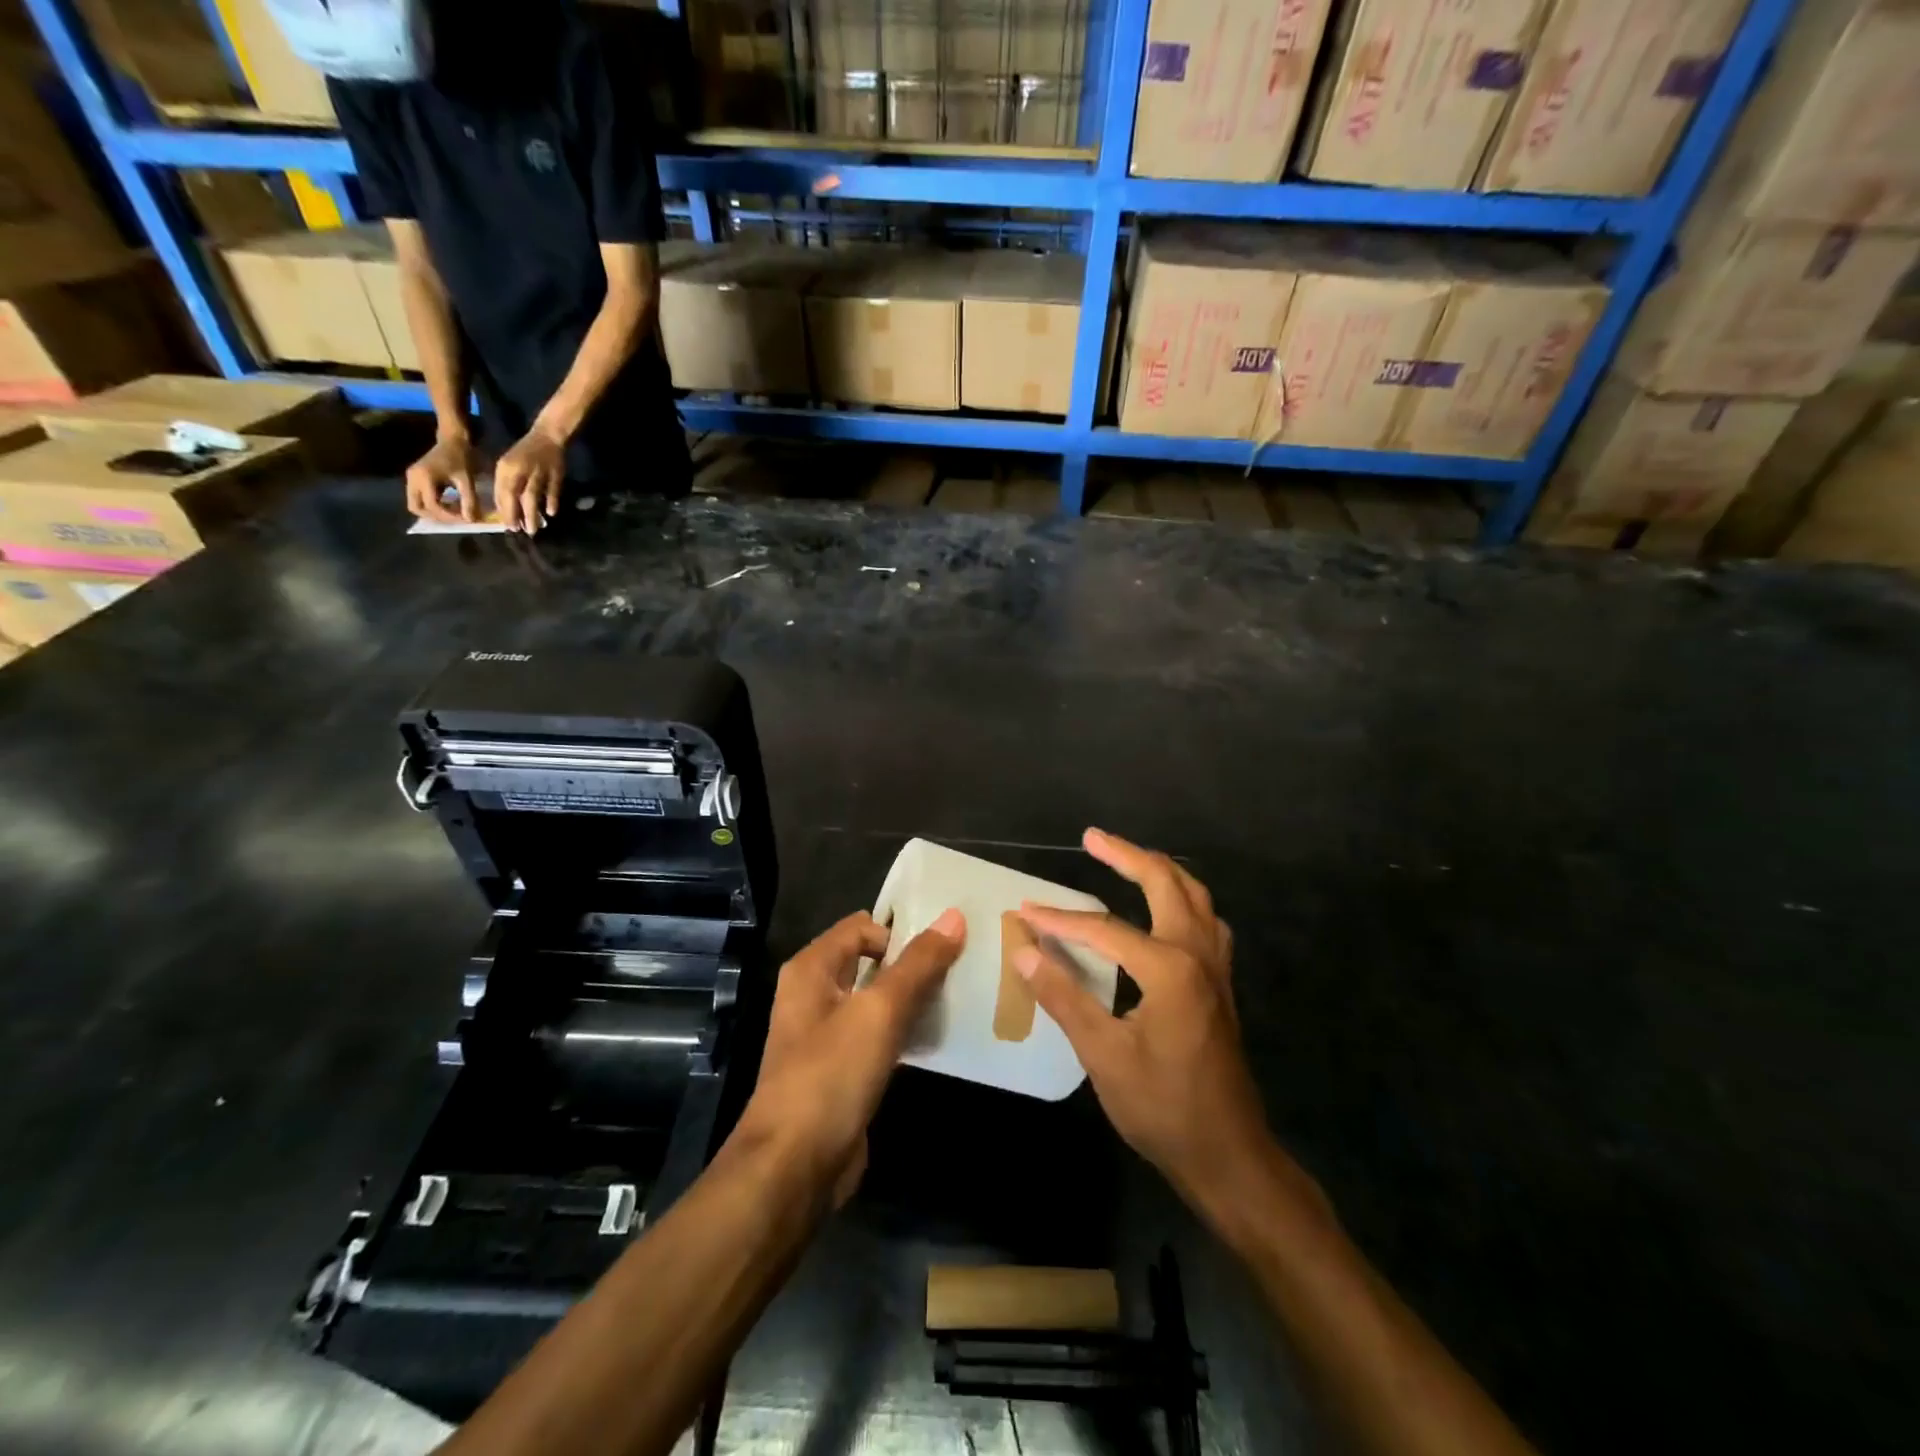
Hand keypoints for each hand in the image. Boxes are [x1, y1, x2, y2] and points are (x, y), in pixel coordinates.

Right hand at [405, 432, 482, 522]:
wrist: (452, 441)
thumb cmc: (460, 458)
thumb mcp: (467, 480)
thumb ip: (469, 500)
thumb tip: (470, 520)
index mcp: (423, 477)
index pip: (432, 505)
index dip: (448, 516)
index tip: (465, 520)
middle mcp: (412, 478)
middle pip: (416, 508)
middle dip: (436, 516)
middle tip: (456, 519)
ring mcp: (411, 478)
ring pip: (417, 504)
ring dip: (434, 512)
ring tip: (454, 513)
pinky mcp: (415, 479)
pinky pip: (420, 498)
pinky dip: (433, 505)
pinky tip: (451, 505)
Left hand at [494, 424, 566, 534]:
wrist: (547, 436)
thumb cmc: (525, 453)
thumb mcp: (508, 465)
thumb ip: (506, 484)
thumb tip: (504, 507)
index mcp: (506, 467)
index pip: (502, 491)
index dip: (504, 509)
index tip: (507, 525)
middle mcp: (520, 470)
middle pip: (515, 495)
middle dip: (515, 514)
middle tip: (517, 531)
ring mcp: (539, 472)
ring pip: (533, 495)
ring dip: (531, 513)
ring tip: (532, 529)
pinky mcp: (555, 474)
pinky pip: (552, 490)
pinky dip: (551, 501)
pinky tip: (551, 513)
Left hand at [732, 909, 965, 1206]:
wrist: (794, 1167)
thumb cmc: (830, 1075)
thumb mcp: (879, 1011)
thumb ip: (918, 964)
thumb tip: (954, 916)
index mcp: (811, 969)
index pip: (862, 926)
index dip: (901, 930)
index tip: (946, 944)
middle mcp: (814, 994)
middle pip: (870, 962)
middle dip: (912, 962)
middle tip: (961, 965)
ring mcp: (826, 1035)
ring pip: (877, 1001)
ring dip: (912, 998)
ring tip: (959, 996)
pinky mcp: (841, 1071)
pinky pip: (878, 1037)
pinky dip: (904, 1032)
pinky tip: (937, 1038)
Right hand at [1015, 829, 1272, 1220]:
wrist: (1229, 1155)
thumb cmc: (1162, 1108)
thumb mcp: (1103, 1055)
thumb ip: (1063, 997)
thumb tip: (1025, 951)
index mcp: (1170, 969)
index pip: (1104, 929)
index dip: (1061, 920)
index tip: (1025, 911)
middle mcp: (1198, 954)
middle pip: (1165, 883)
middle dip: (1126, 856)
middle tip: (1092, 837)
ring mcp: (1216, 967)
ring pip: (1195, 896)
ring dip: (1160, 870)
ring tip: (1127, 858)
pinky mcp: (1221, 984)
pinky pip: (1206, 920)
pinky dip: (1182, 899)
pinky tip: (1166, 909)